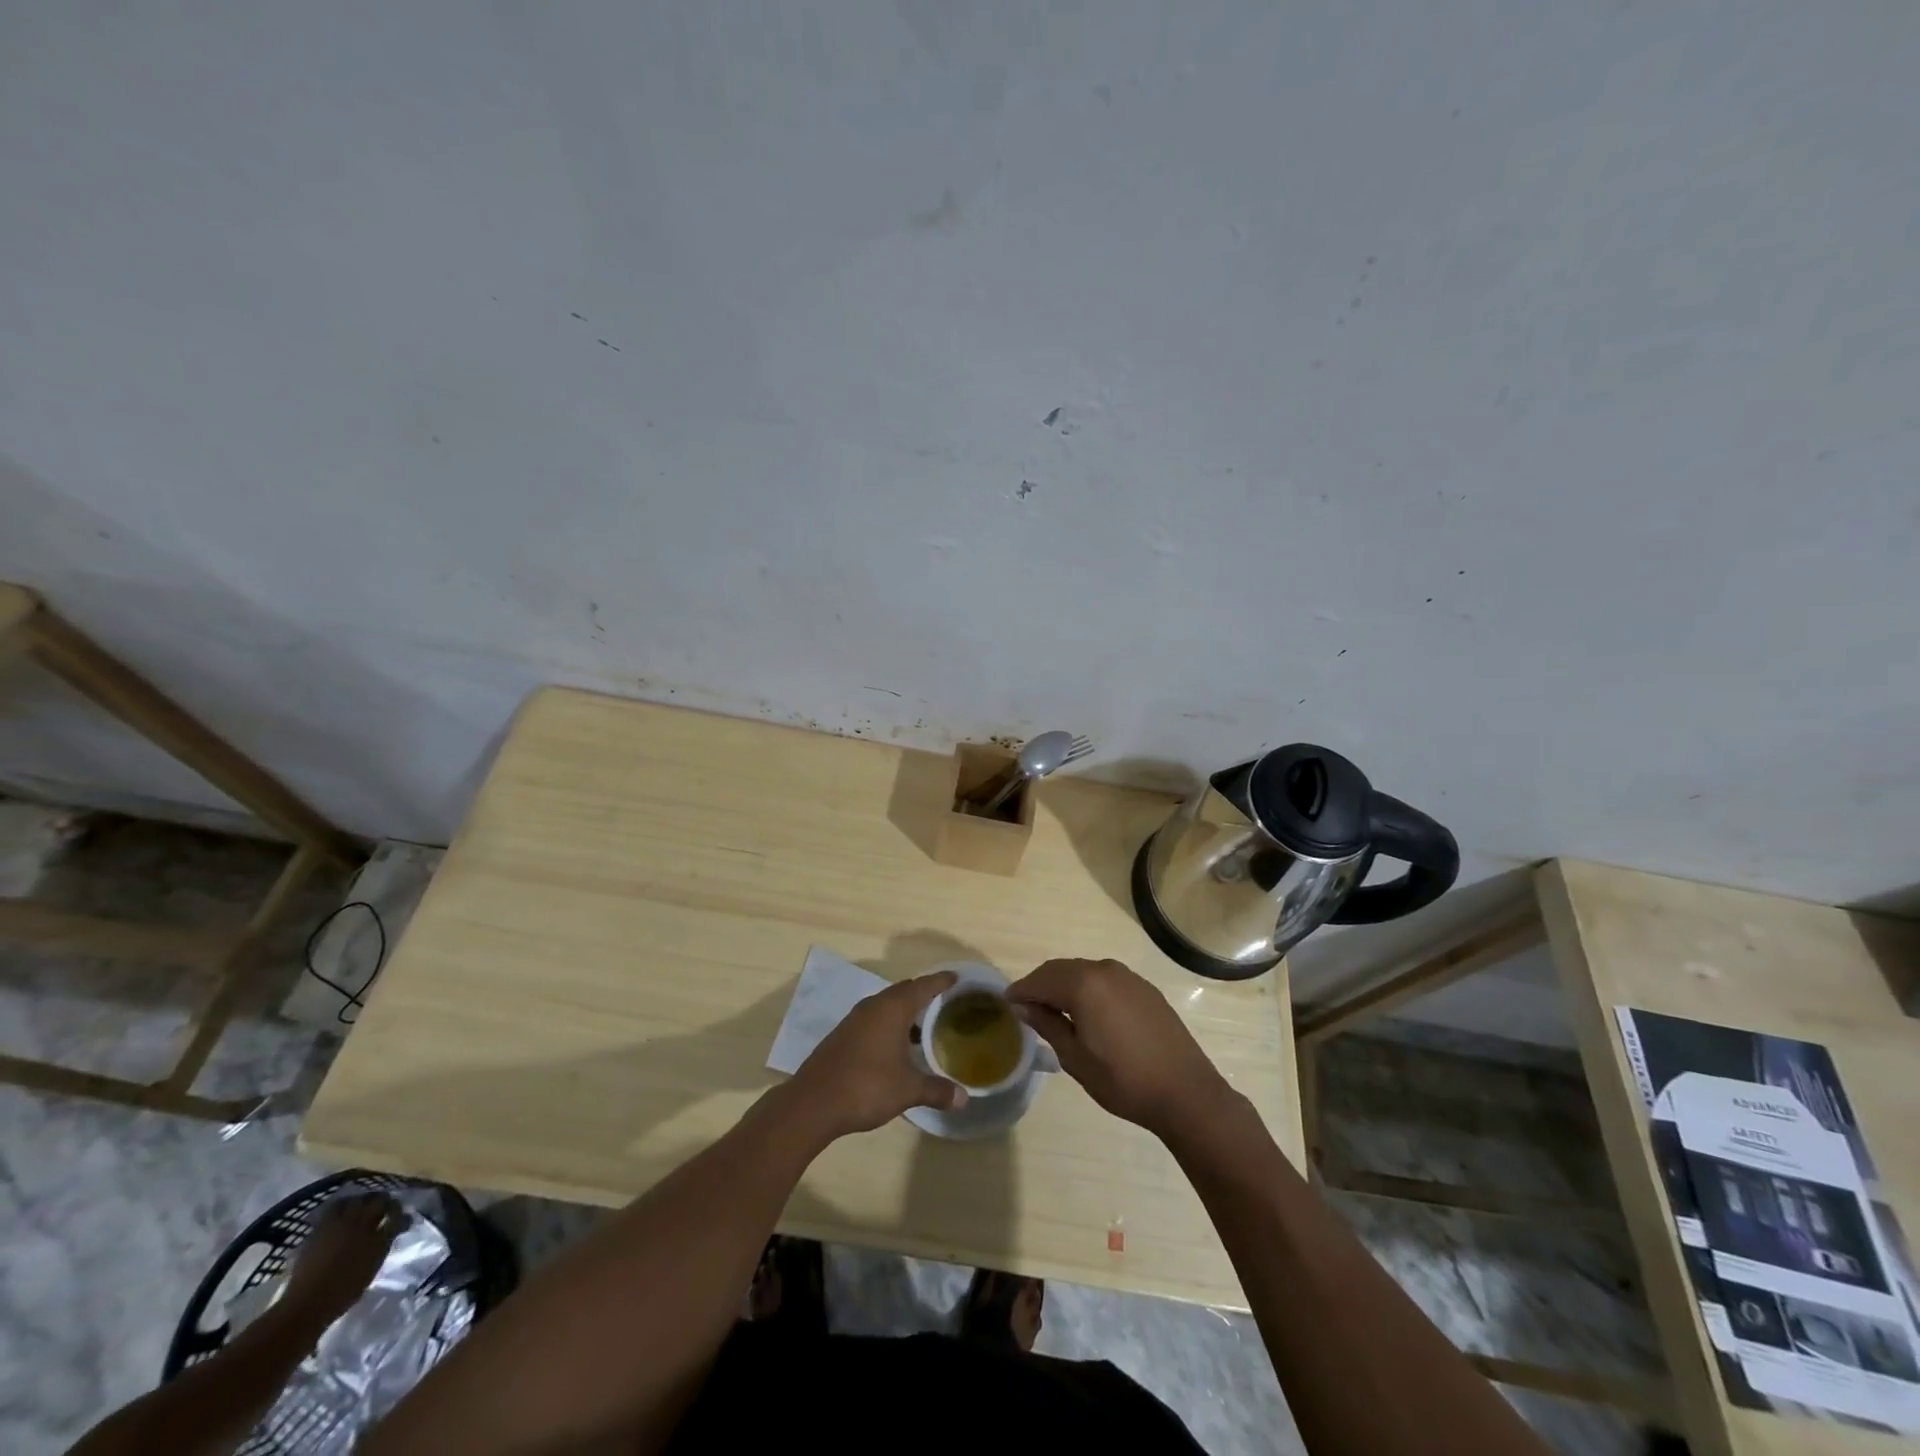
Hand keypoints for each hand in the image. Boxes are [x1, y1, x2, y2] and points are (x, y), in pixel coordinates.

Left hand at [285, 1193, 405, 1323]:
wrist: (305, 1306)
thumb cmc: (342, 1293)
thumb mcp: (371, 1268)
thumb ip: (382, 1245)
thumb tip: (392, 1230)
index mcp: (378, 1238)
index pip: (396, 1214)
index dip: (399, 1212)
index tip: (401, 1217)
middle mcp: (362, 1226)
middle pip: (378, 1201)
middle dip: (384, 1201)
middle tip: (384, 1206)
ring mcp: (339, 1226)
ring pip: (355, 1200)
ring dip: (361, 1201)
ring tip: (361, 1206)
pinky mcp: (319, 1230)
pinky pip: (332, 1210)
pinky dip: (340, 1207)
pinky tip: (341, 1213)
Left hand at [788, 971, 965, 1138]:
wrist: (813, 1103)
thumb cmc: (867, 1087)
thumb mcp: (907, 1090)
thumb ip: (936, 1090)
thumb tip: (963, 1098)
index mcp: (892, 1009)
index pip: (923, 986)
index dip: (941, 981)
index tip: (956, 978)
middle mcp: (873, 1006)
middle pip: (903, 991)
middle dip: (923, 994)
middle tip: (943, 1002)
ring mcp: (855, 1019)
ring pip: (886, 1005)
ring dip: (904, 1011)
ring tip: (923, 1027)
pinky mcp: (843, 1034)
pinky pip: (874, 1018)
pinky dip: (889, 1024)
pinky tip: (896, 1046)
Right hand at [1007, 958, 1234, 1139]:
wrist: (1186, 1092)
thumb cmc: (1124, 1081)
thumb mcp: (1076, 1058)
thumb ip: (1047, 1025)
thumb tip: (1023, 1005)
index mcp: (1084, 984)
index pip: (1041, 980)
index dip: (1021, 991)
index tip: (1007, 1003)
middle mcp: (1105, 970)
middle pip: (1061, 970)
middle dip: (1041, 985)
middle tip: (1027, 1007)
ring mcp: (1128, 977)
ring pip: (1084, 972)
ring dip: (1065, 986)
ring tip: (1054, 1011)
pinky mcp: (1144, 988)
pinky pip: (1105, 980)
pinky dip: (1088, 989)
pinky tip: (1087, 1012)